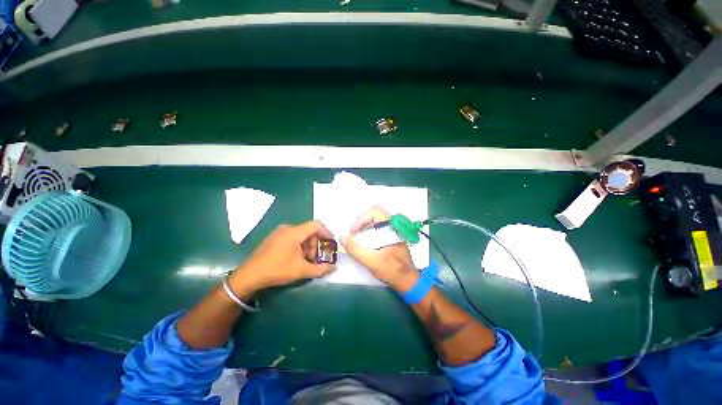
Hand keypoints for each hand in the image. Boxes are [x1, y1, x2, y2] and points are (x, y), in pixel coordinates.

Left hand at [231, 221, 335, 290]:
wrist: (249, 276)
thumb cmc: (277, 270)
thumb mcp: (301, 270)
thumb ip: (321, 269)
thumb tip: (335, 268)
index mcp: (294, 232)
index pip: (316, 225)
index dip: (327, 233)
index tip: (331, 244)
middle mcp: (288, 228)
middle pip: (309, 232)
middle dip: (316, 245)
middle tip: (316, 259)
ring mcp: (280, 232)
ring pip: (301, 235)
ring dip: (308, 247)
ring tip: (307, 262)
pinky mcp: (274, 238)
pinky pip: (293, 238)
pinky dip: (300, 247)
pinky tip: (297, 259)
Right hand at [341, 207, 418, 291]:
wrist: (408, 281)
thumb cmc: (392, 270)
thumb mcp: (371, 261)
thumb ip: (355, 249)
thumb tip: (343, 237)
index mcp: (391, 227)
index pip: (375, 212)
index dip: (361, 219)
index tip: (353, 232)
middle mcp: (394, 226)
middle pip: (374, 215)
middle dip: (361, 223)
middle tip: (353, 235)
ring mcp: (394, 232)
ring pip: (376, 222)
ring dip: (365, 228)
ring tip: (357, 240)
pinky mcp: (392, 238)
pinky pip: (379, 229)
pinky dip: (369, 233)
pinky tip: (366, 245)